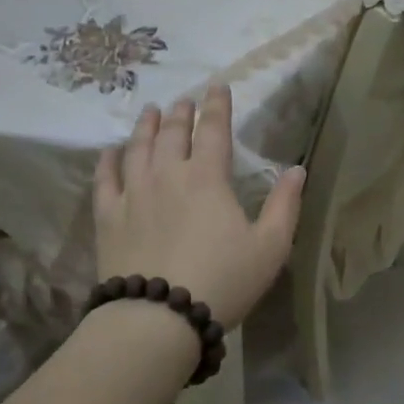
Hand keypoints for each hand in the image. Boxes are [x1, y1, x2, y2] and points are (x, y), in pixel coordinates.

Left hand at [93, 85, 304, 328]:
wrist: (158, 317)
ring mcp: (133, 193)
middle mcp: (167, 175)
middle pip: (172, 133)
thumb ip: (285, 205)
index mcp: (207, 178)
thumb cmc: (223, 281)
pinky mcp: (108, 216)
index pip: (214, 130)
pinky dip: (109, 160)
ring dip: (145, 126)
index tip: (218, 86)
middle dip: (180, 112)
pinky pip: (105, 178)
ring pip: (137, 148)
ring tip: (150, 111)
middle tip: (184, 100)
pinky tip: (111, 151)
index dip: (217, 105)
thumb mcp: (270, 248)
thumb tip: (297, 170)